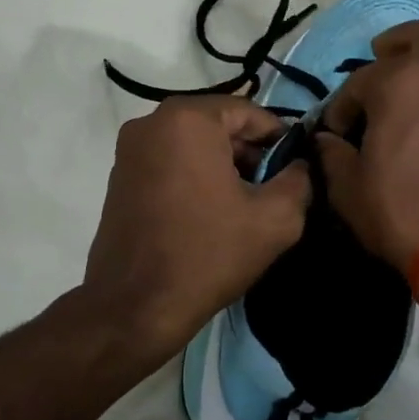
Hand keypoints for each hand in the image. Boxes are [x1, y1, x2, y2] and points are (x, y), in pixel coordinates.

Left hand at [83, 96, 311, 370]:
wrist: (135, 306)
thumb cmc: (208, 254)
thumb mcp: (275, 219)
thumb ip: (299, 180)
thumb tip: (299, 165)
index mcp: (188, 119)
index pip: (250, 113)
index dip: (279, 141)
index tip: (294, 172)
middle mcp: (151, 122)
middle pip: (219, 127)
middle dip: (249, 155)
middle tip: (271, 194)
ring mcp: (129, 150)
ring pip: (193, 145)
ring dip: (222, 168)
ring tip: (242, 209)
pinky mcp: (119, 177)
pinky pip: (169, 163)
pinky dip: (193, 178)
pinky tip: (209, 215)